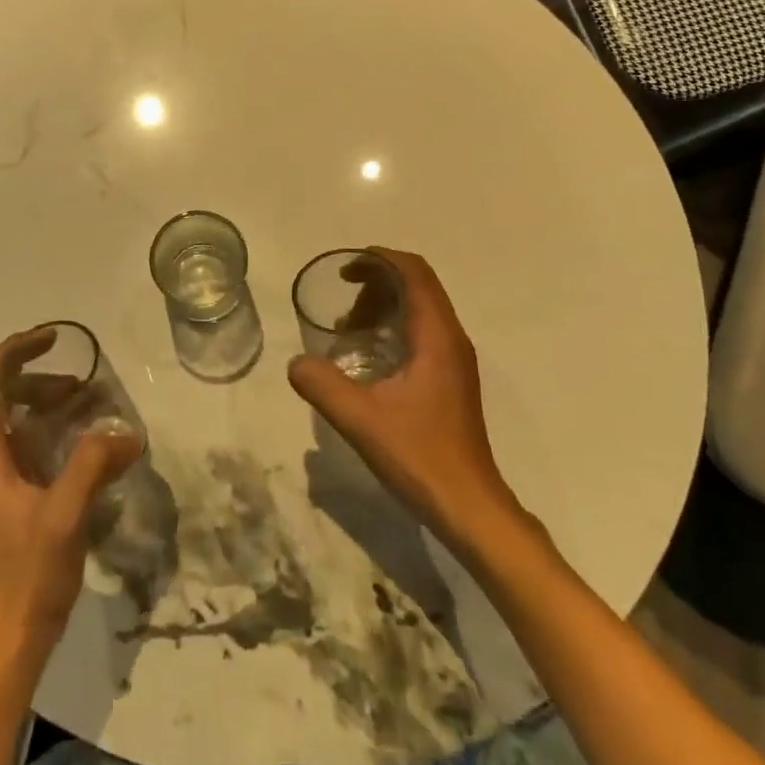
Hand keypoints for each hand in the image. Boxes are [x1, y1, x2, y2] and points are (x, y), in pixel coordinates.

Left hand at [0, 330, 140, 661]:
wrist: (9, 640)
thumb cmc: (28, 574)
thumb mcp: (64, 514)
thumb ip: (93, 464)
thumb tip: (126, 431)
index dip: (13, 351)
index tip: (52, 338)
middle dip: (36, 376)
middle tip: (80, 377)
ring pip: (14, 420)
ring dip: (47, 402)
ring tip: (88, 402)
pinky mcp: (11, 498)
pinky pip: (28, 444)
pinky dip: (53, 429)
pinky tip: (87, 441)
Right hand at [289, 248, 517, 546]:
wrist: (468, 506)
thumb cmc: (419, 456)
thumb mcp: (360, 419)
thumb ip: (322, 385)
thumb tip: (296, 363)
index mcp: (437, 336)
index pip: (414, 272)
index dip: (379, 259)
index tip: (345, 270)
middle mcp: (452, 339)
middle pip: (417, 286)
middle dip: (377, 284)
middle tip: (343, 307)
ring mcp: (455, 360)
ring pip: (421, 309)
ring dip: (385, 307)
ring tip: (349, 331)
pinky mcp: (452, 379)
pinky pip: (423, 332)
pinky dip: (394, 328)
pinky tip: (369, 358)